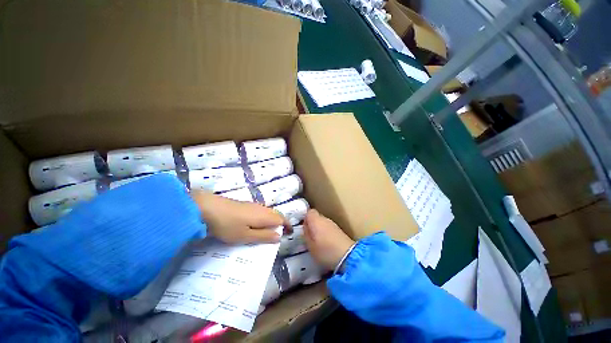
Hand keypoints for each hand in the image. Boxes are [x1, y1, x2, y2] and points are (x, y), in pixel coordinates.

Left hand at [191, 191, 287, 243]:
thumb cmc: (228, 225)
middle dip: (280, 223)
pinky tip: (254, 224)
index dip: (287, 226)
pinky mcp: (246, 205)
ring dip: (272, 221)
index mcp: (265, 216)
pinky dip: (263, 218)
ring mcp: (254, 205)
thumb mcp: (245, 236)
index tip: (289, 233)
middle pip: (276, 214)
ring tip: (268, 231)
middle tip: (279, 234)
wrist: (208, 208)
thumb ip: (264, 236)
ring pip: (268, 212)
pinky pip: (260, 211)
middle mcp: (262, 208)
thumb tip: (279, 236)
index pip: (281, 219)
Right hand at [303, 209, 354, 270]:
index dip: (305, 218)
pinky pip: (329, 228)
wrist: (348, 256)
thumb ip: (306, 234)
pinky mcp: (339, 230)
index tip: (303, 227)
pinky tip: (326, 243)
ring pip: (323, 223)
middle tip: (309, 236)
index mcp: (316, 220)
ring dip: (320, 229)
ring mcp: (333, 224)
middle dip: (312, 224)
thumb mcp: (310, 245)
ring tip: (318, 242)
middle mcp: (325, 219)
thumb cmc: (325, 251)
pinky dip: (326, 233)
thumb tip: (305, 226)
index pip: (309, 212)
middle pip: (316, 217)